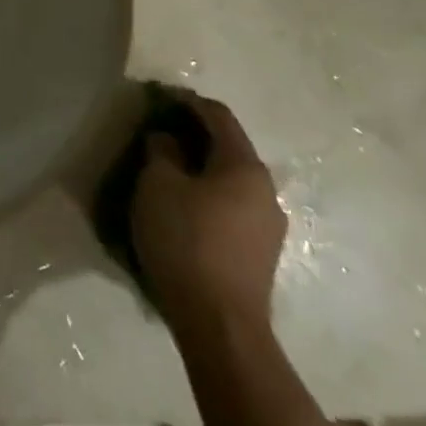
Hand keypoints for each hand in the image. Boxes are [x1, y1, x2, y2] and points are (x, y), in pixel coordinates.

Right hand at [130, 94, 285, 335]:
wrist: (220, 327)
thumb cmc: (187, 241)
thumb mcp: (158, 184)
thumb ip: (162, 150)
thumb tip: (168, 140)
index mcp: (245, 166)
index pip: (218, 115)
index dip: (187, 101)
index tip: (158, 98)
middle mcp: (266, 191)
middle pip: (227, 147)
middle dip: (192, 135)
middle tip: (157, 133)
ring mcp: (268, 226)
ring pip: (229, 179)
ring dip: (199, 167)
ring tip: (165, 170)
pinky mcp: (260, 254)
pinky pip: (231, 206)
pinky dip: (207, 195)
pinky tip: (181, 206)